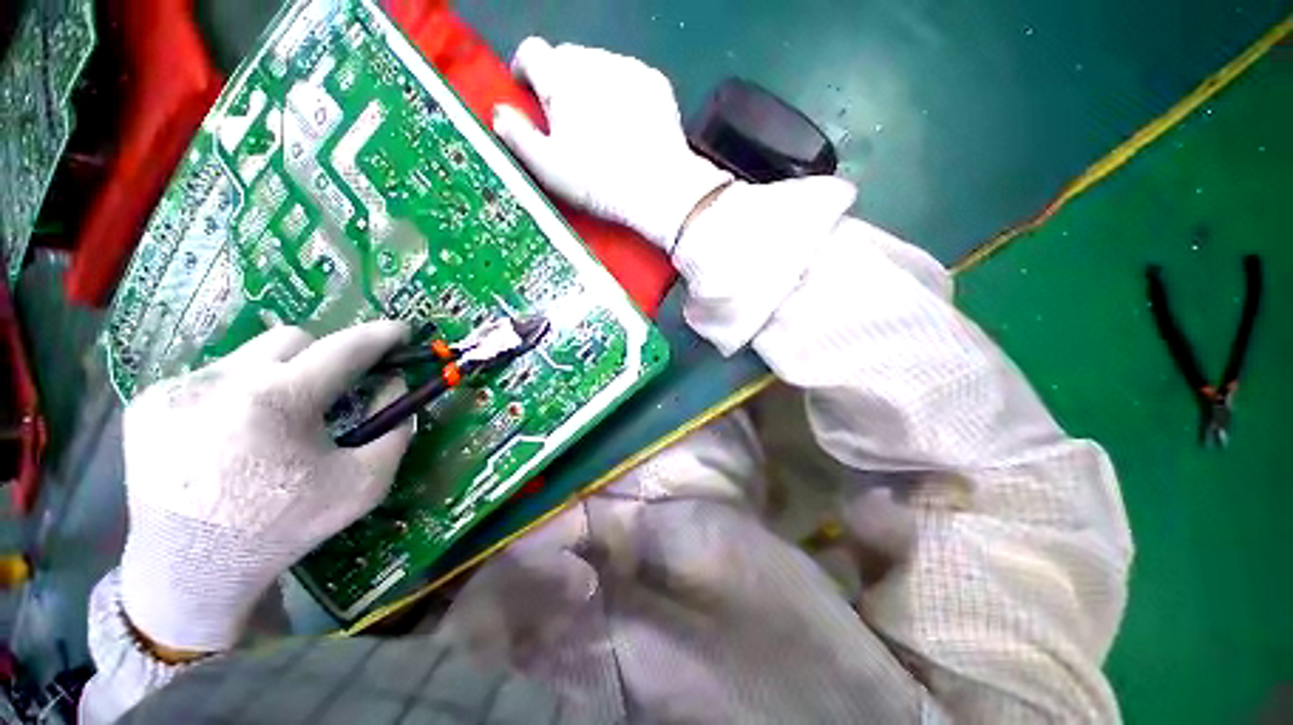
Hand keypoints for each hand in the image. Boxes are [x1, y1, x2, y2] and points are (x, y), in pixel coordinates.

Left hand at [118, 321, 413, 652]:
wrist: (191, 570)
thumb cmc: (283, 528)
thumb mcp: (364, 485)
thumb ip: (395, 431)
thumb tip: (394, 387)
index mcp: (277, 402)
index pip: (343, 349)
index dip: (379, 336)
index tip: (400, 330)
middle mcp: (221, 381)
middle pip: (292, 338)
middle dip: (322, 356)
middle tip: (330, 389)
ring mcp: (177, 389)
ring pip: (249, 355)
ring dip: (277, 376)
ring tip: (273, 420)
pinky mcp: (148, 402)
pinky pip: (211, 377)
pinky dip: (236, 394)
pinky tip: (230, 434)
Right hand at [492, 37, 731, 248]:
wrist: (660, 190)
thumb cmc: (599, 183)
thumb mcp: (549, 168)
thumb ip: (517, 135)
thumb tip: (499, 113)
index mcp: (560, 79)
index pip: (531, 52)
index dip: (525, 71)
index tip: (528, 95)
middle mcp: (593, 61)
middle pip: (566, 57)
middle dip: (559, 81)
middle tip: (567, 120)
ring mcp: (628, 68)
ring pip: (598, 65)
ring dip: (591, 84)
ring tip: (599, 124)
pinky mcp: (655, 82)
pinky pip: (628, 76)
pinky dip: (620, 92)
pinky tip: (627, 123)